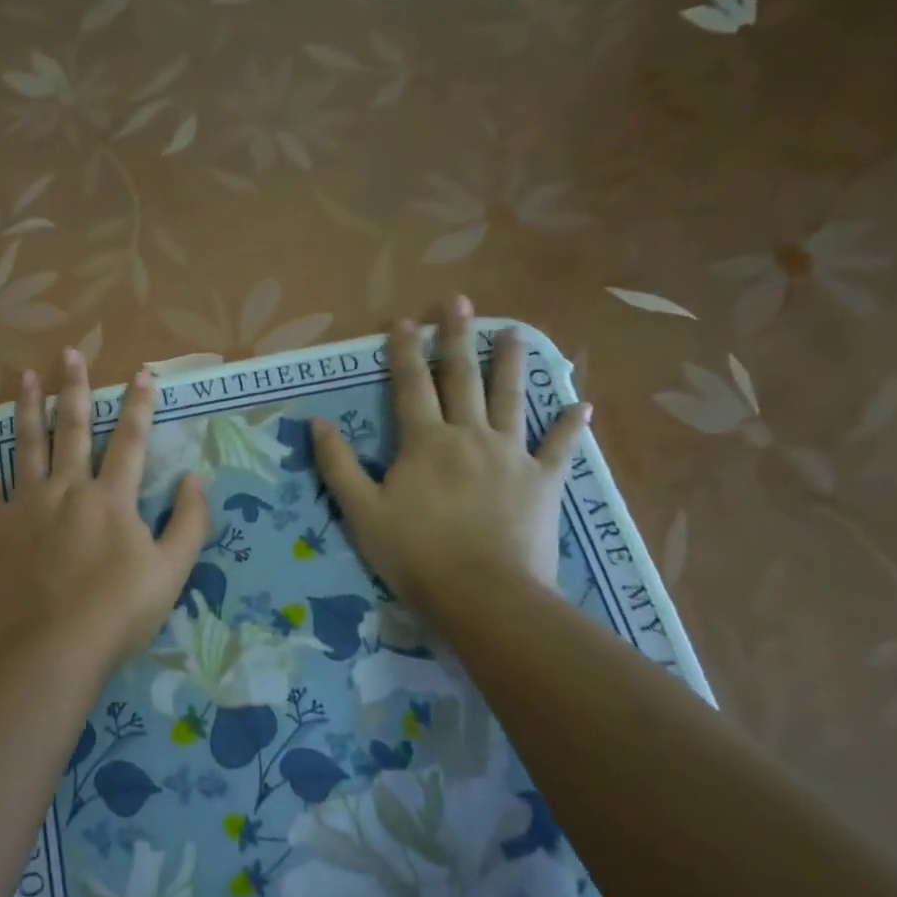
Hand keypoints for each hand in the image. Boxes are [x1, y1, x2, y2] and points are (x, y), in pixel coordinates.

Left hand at [0, 350, 208, 672]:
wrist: (54, 648)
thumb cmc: (119, 613)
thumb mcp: (172, 571)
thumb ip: (188, 522)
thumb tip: (193, 479)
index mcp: (112, 498)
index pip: (130, 441)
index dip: (139, 406)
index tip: (142, 373)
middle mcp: (68, 490)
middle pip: (72, 430)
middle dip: (75, 389)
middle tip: (70, 353)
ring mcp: (27, 508)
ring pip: (27, 448)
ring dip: (27, 410)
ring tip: (25, 377)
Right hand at [311, 297, 589, 615]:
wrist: (483, 593)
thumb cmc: (414, 555)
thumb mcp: (361, 512)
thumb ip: (338, 465)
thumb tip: (315, 423)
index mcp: (425, 442)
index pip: (410, 386)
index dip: (404, 352)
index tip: (404, 320)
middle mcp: (469, 436)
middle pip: (462, 379)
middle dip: (457, 338)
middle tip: (459, 302)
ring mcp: (511, 456)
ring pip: (510, 399)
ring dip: (510, 363)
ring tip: (514, 331)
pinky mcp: (543, 481)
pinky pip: (558, 447)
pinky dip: (569, 426)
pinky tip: (581, 405)